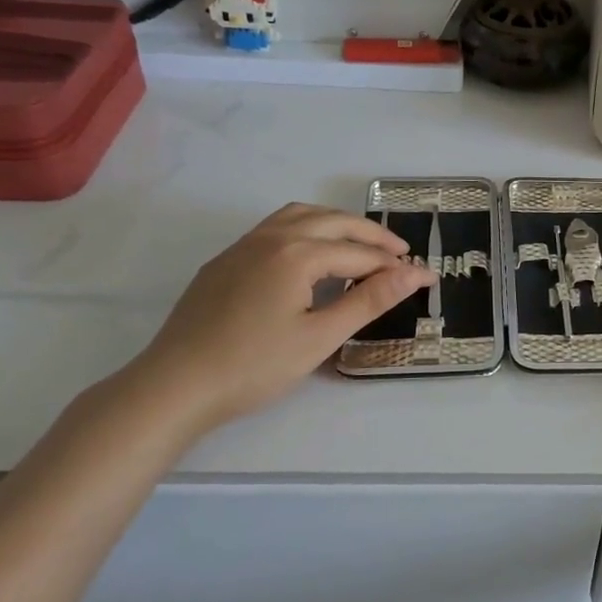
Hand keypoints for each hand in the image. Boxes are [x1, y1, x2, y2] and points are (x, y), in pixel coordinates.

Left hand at [129, 203, 435, 437]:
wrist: (174, 385)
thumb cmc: (254, 366)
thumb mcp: (320, 337)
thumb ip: (370, 300)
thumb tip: (414, 273)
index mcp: (298, 253)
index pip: (360, 255)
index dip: (397, 267)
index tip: (428, 278)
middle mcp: (271, 237)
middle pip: (334, 222)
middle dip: (372, 236)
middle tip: (401, 254)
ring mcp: (243, 245)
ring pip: (301, 215)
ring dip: (337, 223)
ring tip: (361, 244)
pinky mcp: (225, 260)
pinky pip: (276, 227)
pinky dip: (307, 228)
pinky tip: (311, 255)